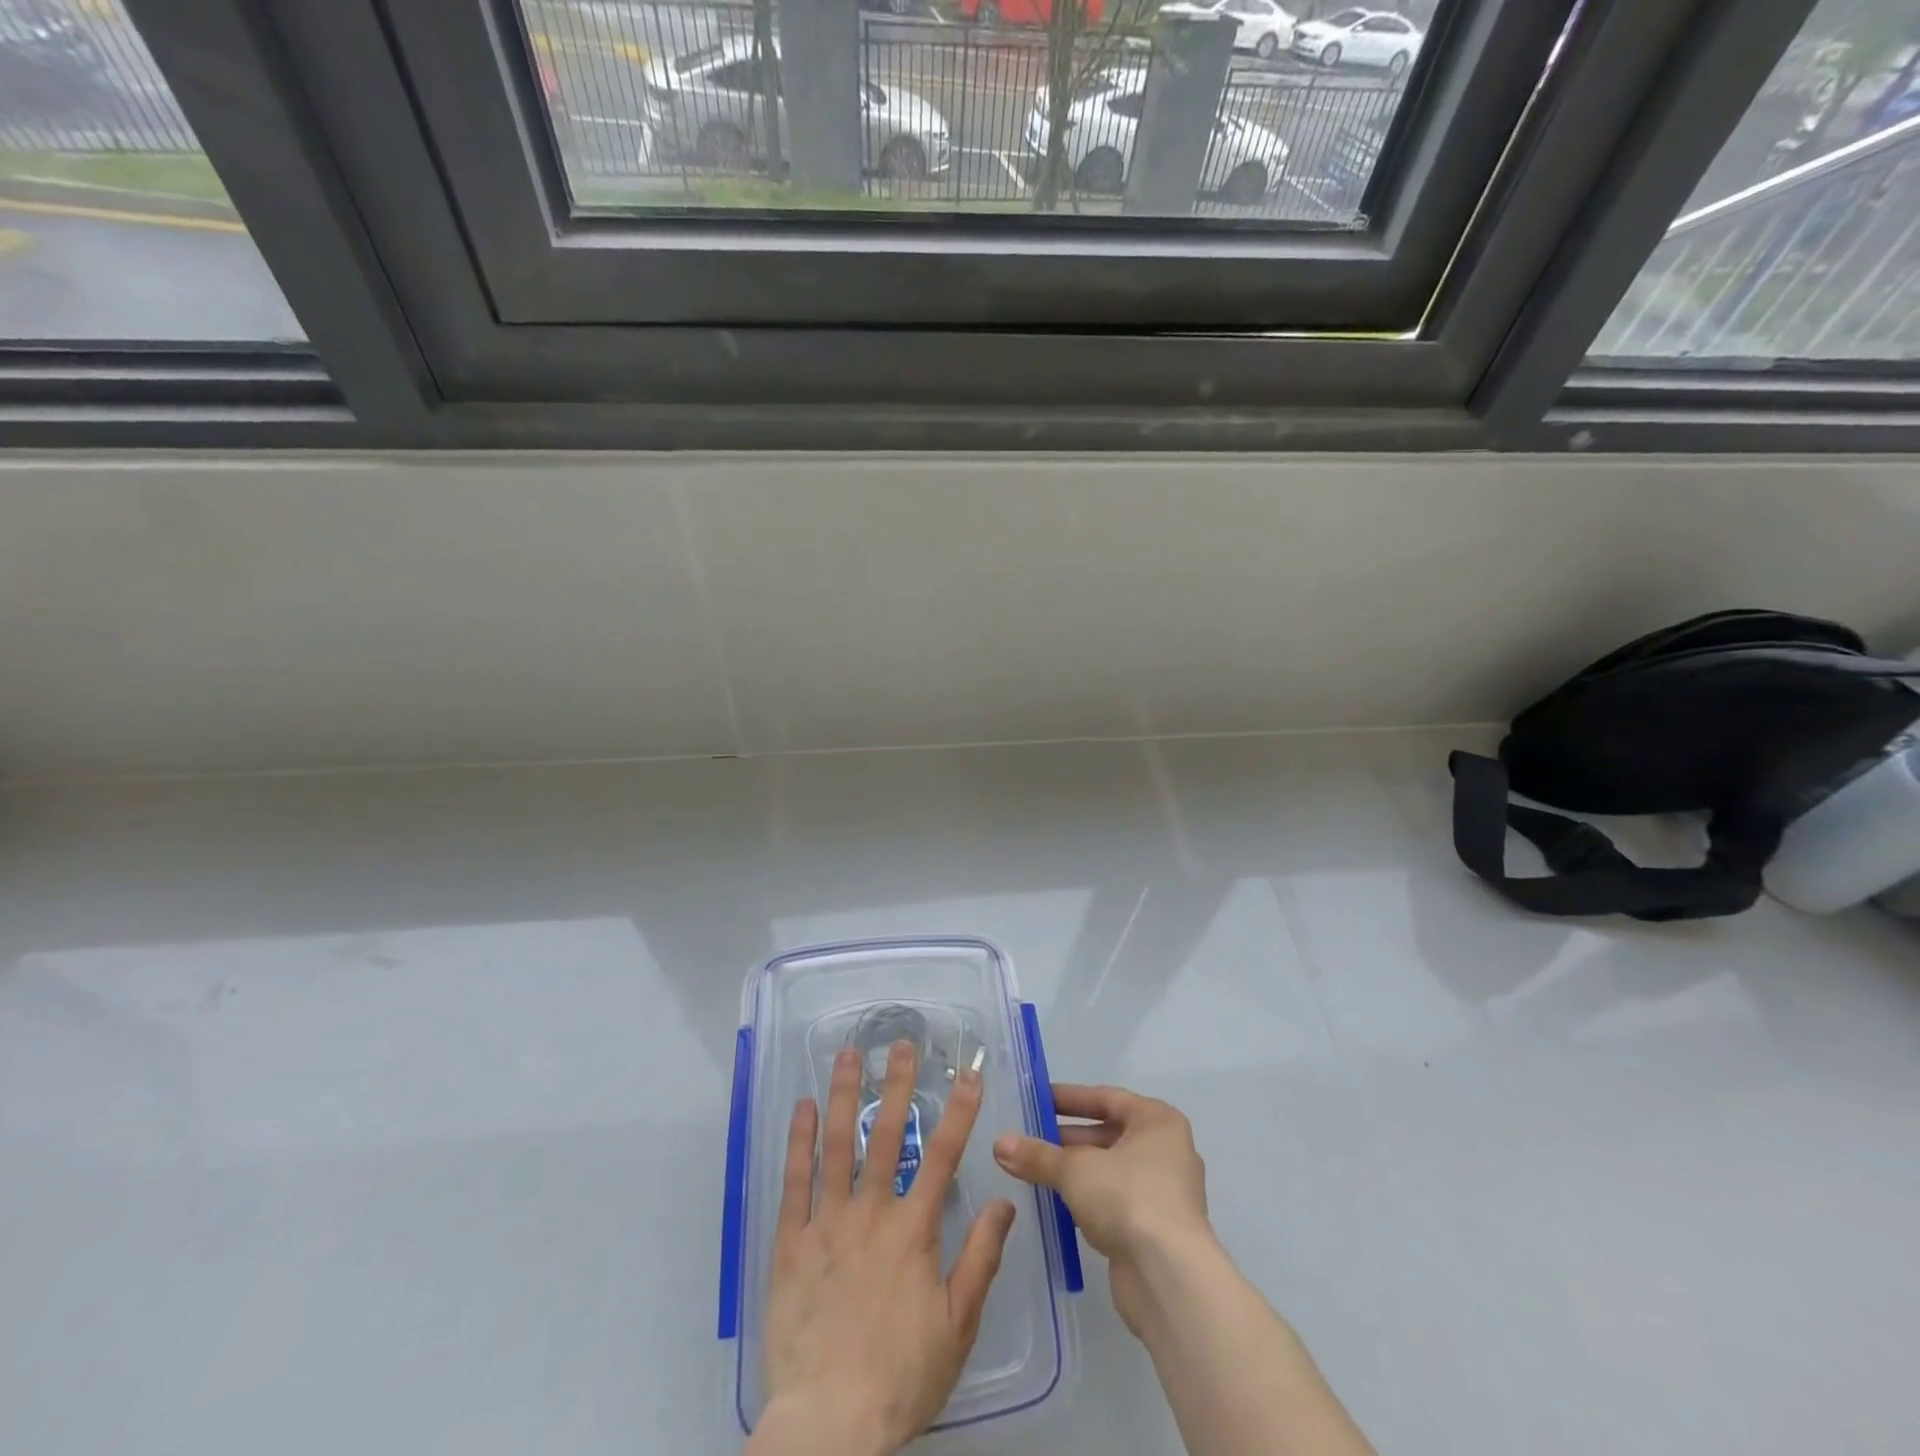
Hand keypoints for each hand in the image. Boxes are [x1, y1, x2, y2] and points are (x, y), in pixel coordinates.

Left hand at [750, 1041, 1016, 1455]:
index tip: (969, 1072)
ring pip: (836, 1145)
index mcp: (913, 1230)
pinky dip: (798, 1141)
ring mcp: (826, 1222)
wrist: (829, 1424)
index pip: (944, 1155)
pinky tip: (801, 1108)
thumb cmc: (901, 1375)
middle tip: (900, 1044)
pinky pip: (794, 1181)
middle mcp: (870, 1213)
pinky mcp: (790, 1242)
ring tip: (847, 1055)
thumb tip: (1005, 1202)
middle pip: (886, 1136)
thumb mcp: (958, 1324)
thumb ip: (980, 1258)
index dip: (959, 1110)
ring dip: (842, 1096)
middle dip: (897, 1085)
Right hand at [992, 1084, 1211, 1335]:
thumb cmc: (1127, 1198)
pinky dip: (1089, 1199)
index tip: (1037, 1100)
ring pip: (1111, 1170)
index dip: (1069, 1098)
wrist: (1169, 1278)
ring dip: (1076, 1171)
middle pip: (1108, 1134)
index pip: (1106, 1098)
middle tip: (1030, 1140)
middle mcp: (1167, 1150)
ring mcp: (1165, 1192)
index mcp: (1157, 1121)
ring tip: (1036, 1172)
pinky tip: (1059, 1204)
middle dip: (1068, 1139)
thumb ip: (1037, 1155)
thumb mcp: (1074, 1170)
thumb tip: (999, 1144)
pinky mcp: (1157, 1229)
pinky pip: (1116, 1201)